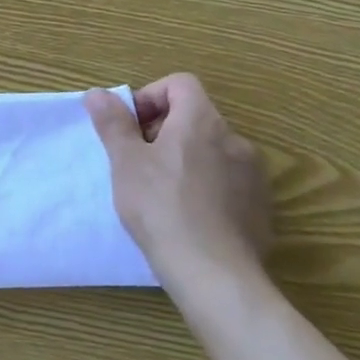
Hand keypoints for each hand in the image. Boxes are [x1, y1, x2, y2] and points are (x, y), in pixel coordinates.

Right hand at [85, 74, 270, 285]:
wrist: (215, 276)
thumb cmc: (162, 208)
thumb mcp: (126, 163)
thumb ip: (113, 123)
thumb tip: (97, 94)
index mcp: (202, 120)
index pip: (180, 84)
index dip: (151, 97)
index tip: (132, 128)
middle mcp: (234, 139)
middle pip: (195, 116)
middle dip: (164, 131)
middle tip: (139, 162)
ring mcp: (254, 175)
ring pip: (212, 151)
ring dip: (186, 159)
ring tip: (162, 192)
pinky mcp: (262, 208)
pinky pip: (229, 182)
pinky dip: (207, 187)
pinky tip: (189, 217)